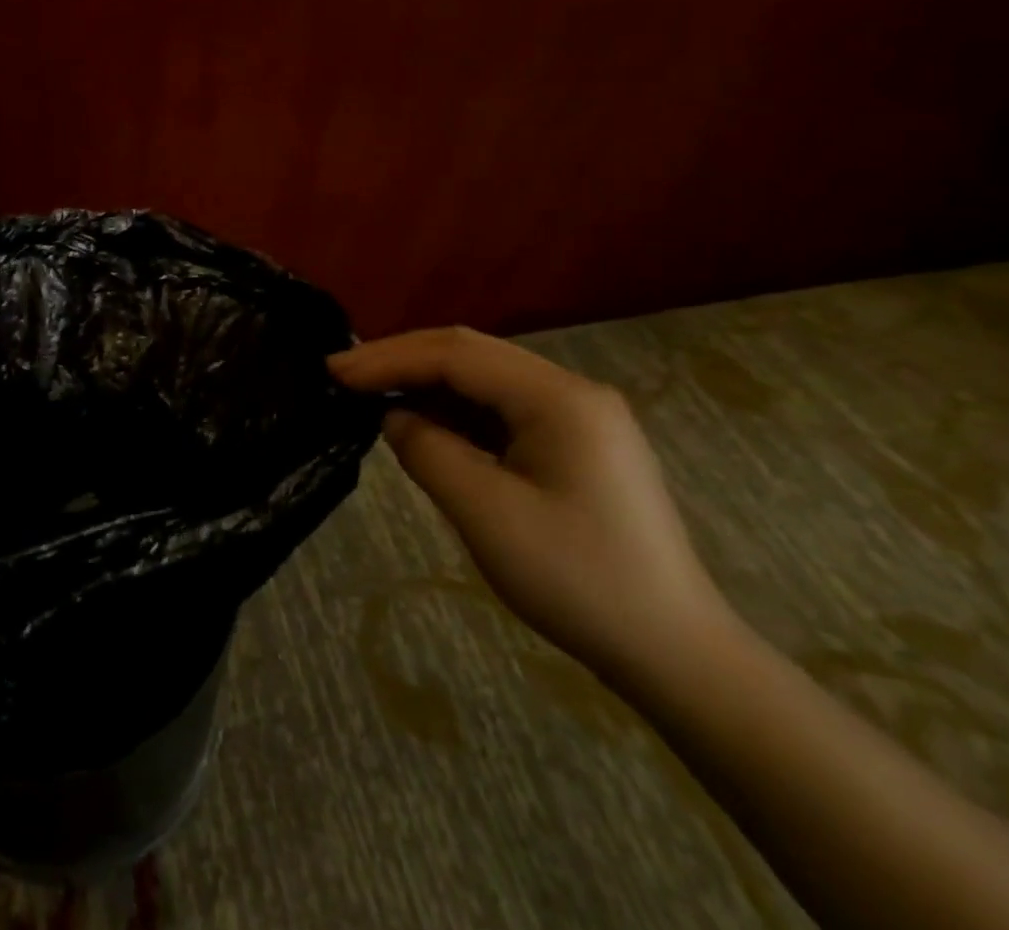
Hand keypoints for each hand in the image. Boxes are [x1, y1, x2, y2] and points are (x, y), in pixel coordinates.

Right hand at [329, 327, 731, 677]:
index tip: (334, 372)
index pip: (456, 354)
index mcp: (558, 398)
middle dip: (402, 360)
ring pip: (483, 378)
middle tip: (342, 376)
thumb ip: (427, 450)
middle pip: (470, 354)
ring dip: (425, 383)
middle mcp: (570, 391)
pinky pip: (500, 409)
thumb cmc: (578, 581)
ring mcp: (577, 416)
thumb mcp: (485, 513)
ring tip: (370, 395)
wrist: (674, 653)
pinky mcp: (574, 443)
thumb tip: (394, 416)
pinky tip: (422, 423)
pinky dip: (453, 410)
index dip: (389, 358)